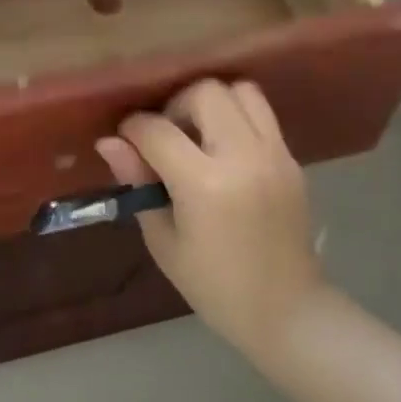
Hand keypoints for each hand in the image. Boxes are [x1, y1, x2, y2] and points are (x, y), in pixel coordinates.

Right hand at [97, 79, 321, 352]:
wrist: (286, 311)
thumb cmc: (213, 285)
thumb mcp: (163, 240)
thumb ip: (138, 183)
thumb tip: (109, 142)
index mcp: (205, 185)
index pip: (158, 130)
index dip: (133, 129)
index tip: (125, 140)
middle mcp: (244, 157)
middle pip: (204, 92)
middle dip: (174, 106)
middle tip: (165, 137)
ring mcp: (275, 154)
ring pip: (239, 90)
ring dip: (211, 102)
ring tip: (197, 136)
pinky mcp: (291, 158)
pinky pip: (261, 114)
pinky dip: (236, 117)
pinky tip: (222, 150)